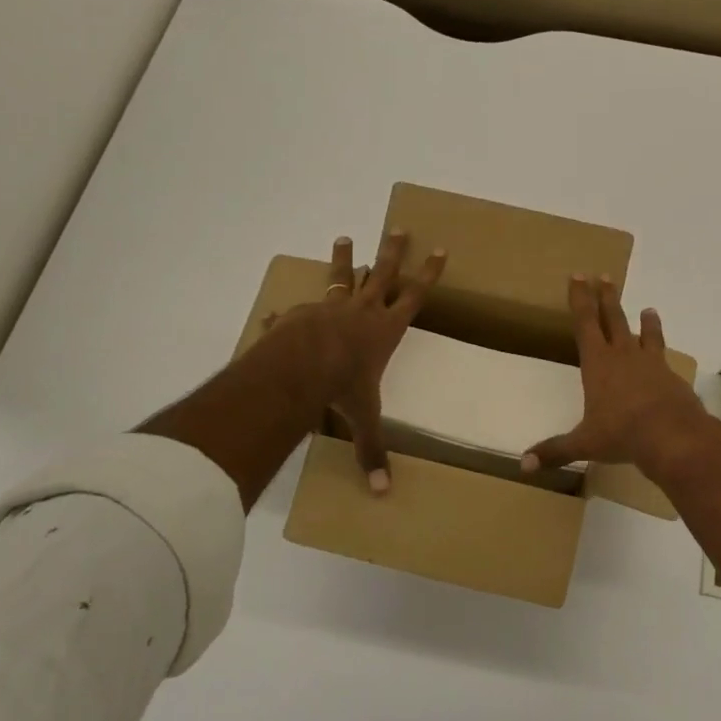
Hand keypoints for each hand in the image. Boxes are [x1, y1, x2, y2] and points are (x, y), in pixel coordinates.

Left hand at [264, 231, 444, 493]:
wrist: (297, 369)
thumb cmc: (342, 388)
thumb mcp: (363, 417)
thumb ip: (372, 449)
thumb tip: (383, 492)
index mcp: (385, 330)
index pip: (415, 296)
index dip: (429, 273)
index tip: (440, 249)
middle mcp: (361, 311)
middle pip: (382, 274)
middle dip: (393, 252)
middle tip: (398, 228)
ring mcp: (329, 308)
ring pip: (341, 277)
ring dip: (345, 258)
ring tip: (344, 237)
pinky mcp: (301, 314)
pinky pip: (300, 308)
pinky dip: (294, 309)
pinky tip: (281, 308)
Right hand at [520, 276, 714, 479]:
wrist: (673, 436)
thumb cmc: (622, 434)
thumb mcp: (584, 444)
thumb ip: (554, 451)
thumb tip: (522, 466)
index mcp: (597, 363)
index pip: (584, 323)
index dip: (580, 299)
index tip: (578, 276)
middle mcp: (623, 356)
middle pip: (613, 318)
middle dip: (606, 297)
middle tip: (604, 276)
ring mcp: (650, 364)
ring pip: (644, 334)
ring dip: (644, 321)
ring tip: (648, 309)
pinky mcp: (671, 377)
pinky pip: (663, 357)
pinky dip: (662, 352)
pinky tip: (665, 356)